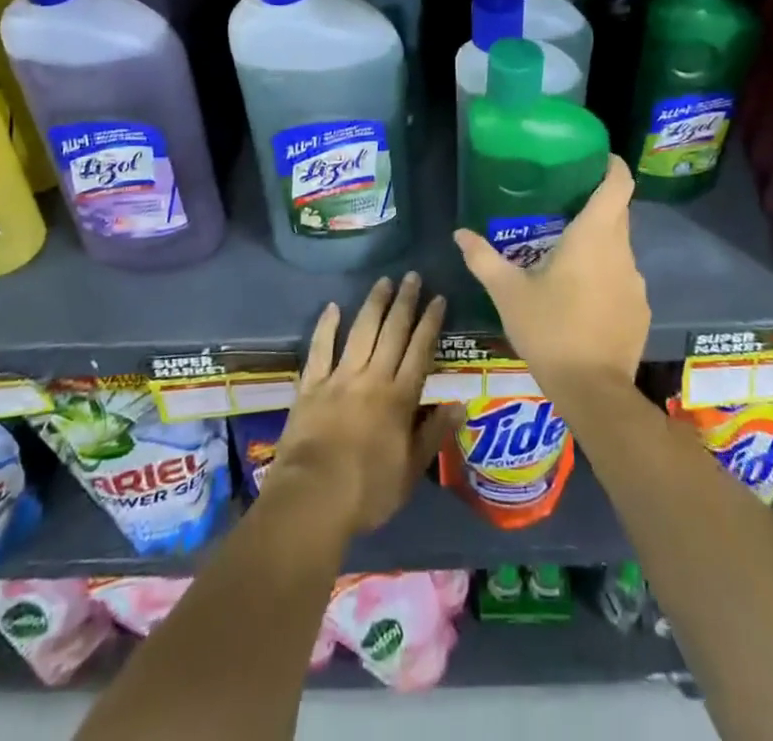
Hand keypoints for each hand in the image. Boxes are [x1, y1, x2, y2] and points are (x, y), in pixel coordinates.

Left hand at [265, 273, 461, 537]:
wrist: (313, 497)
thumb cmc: (367, 491)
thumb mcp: (411, 471)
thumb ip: (434, 434)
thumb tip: (461, 404)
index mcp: (399, 398)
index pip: (420, 351)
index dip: (430, 323)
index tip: (438, 298)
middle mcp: (372, 378)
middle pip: (392, 333)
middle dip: (405, 302)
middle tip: (412, 276)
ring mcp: (339, 378)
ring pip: (361, 332)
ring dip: (373, 304)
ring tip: (383, 281)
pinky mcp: (311, 385)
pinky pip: (320, 349)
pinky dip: (326, 326)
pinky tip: (333, 307)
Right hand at [454, 154, 648, 398]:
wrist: (593, 392)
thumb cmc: (549, 330)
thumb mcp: (508, 293)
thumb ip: (483, 258)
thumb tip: (459, 233)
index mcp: (594, 236)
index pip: (618, 184)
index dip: (612, 165)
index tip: (596, 158)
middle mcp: (622, 252)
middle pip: (617, 213)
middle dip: (595, 204)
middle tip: (562, 204)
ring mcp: (636, 283)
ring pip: (618, 248)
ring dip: (598, 244)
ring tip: (565, 255)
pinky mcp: (640, 310)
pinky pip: (623, 279)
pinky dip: (605, 277)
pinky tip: (581, 298)